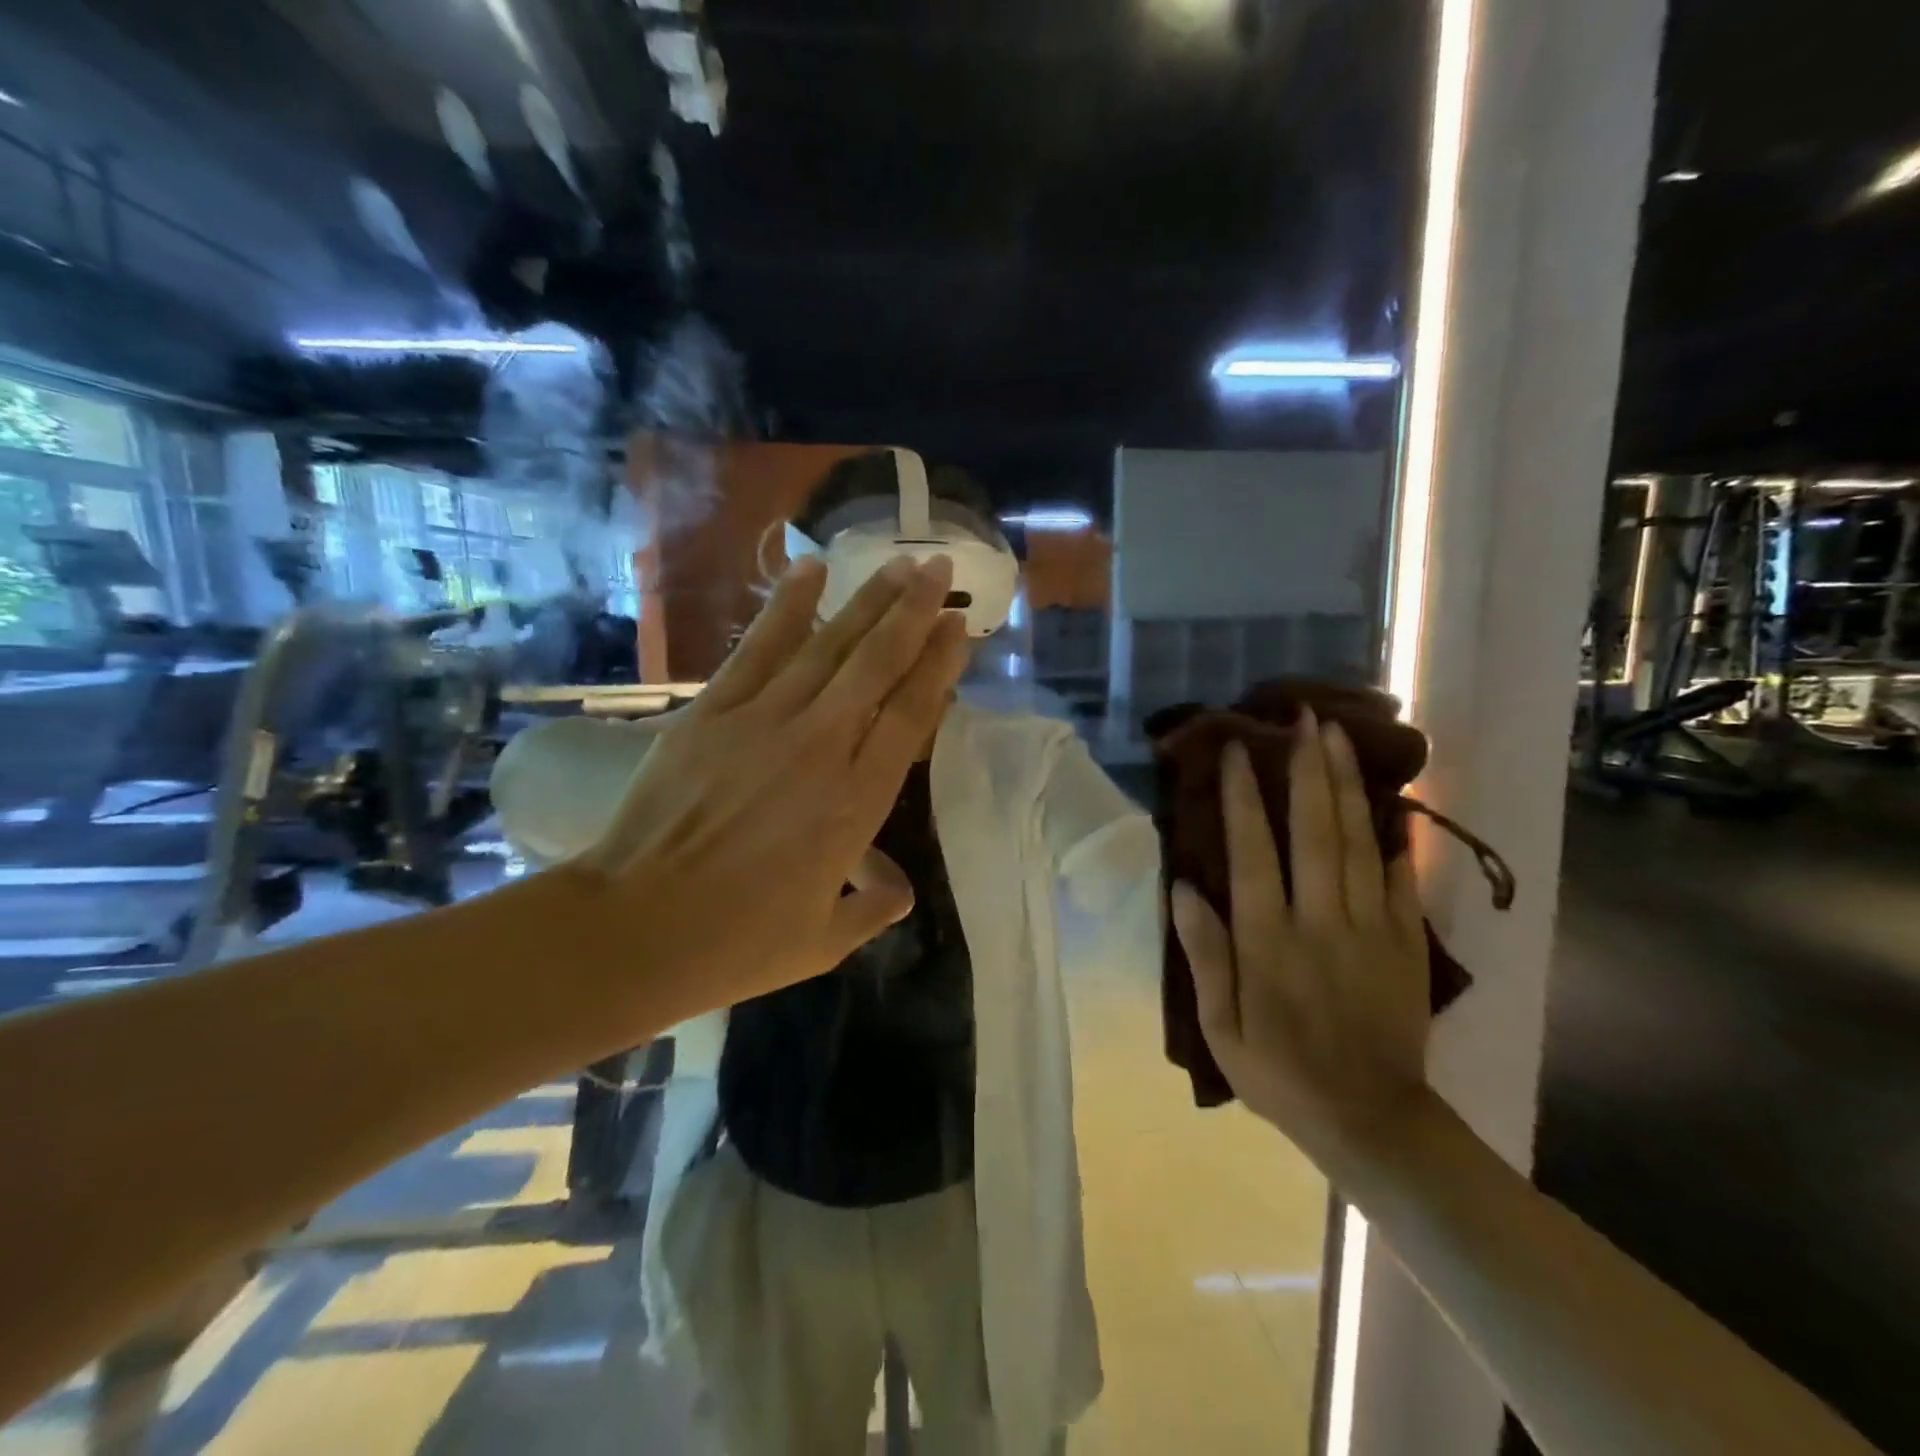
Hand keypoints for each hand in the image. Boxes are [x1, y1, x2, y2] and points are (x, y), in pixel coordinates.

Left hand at [567, 553, 967, 1020]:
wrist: (636, 927)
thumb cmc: (738, 942)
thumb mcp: (825, 940)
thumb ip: (873, 909)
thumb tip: (899, 891)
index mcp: (856, 802)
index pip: (910, 715)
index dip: (938, 665)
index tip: (959, 627)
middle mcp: (820, 747)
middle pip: (877, 664)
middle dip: (913, 611)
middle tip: (939, 568)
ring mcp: (764, 722)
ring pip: (828, 646)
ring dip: (867, 600)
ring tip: (898, 562)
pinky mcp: (713, 712)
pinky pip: (759, 647)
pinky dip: (787, 606)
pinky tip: (810, 569)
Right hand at [1170, 711, 1433, 1171]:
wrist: (1372, 1119)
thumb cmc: (1280, 1071)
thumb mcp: (1221, 1026)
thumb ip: (1205, 954)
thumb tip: (1184, 887)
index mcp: (1269, 940)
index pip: (1253, 852)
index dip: (1243, 798)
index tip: (1238, 751)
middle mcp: (1320, 920)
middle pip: (1315, 831)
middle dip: (1307, 770)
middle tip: (1304, 719)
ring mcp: (1369, 927)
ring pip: (1357, 842)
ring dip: (1347, 786)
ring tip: (1339, 739)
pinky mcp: (1404, 942)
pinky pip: (1399, 878)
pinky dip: (1393, 837)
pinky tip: (1389, 803)